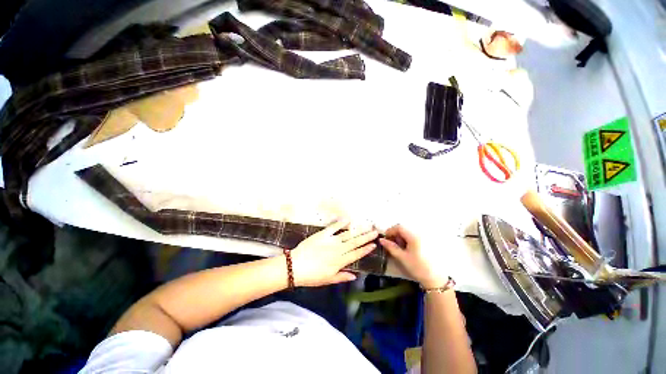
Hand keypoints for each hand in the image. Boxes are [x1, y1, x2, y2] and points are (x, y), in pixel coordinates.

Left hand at [290, 218, 377, 286]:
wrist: (295, 266)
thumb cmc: (311, 276)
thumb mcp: (327, 280)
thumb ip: (342, 276)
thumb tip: (355, 275)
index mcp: (340, 261)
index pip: (356, 254)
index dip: (366, 249)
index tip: (374, 244)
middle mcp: (338, 250)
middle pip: (355, 242)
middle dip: (366, 237)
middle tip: (375, 232)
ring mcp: (331, 240)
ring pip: (348, 235)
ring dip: (358, 230)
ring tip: (367, 226)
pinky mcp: (322, 234)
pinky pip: (333, 227)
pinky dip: (341, 223)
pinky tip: (348, 219)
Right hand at [380, 225, 447, 288]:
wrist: (435, 278)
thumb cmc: (417, 267)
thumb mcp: (402, 257)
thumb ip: (390, 247)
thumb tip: (381, 240)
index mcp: (413, 236)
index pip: (399, 227)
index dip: (390, 231)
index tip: (385, 238)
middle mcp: (419, 233)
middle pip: (404, 228)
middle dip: (395, 234)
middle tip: (391, 244)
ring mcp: (424, 237)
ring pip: (408, 232)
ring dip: (401, 237)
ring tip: (398, 247)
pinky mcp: (427, 241)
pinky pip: (414, 236)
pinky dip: (407, 239)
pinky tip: (407, 248)